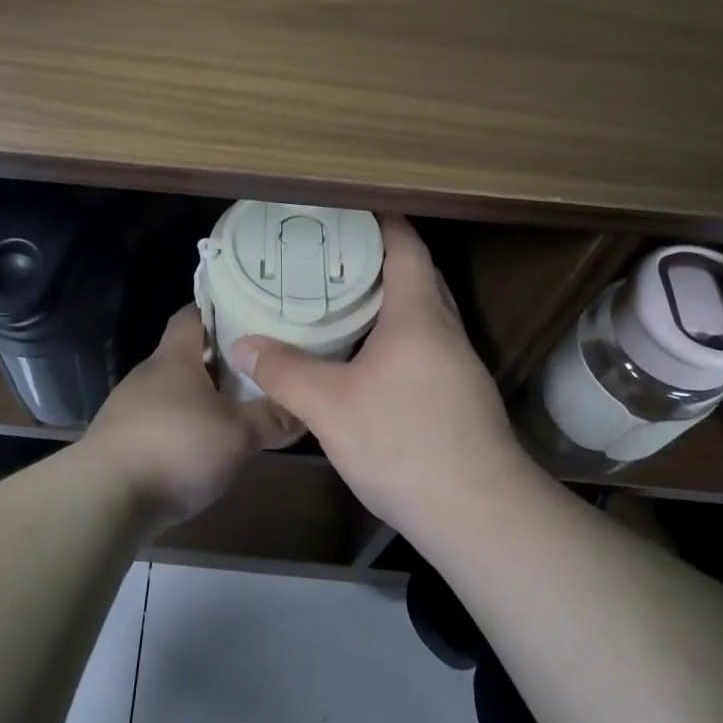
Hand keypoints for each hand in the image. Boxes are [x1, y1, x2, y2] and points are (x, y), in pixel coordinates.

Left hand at [82, 305, 293, 527]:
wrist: (105, 498)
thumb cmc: (176, 448)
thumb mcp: (238, 434)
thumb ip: (271, 418)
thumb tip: (302, 409)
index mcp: (174, 358)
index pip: (192, 315)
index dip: (218, 310)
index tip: (247, 314)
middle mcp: (148, 374)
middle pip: (185, 355)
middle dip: (218, 361)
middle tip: (256, 368)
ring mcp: (129, 407)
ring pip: (173, 391)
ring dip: (200, 398)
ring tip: (235, 410)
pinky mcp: (120, 441)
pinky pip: (159, 422)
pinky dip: (182, 428)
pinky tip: (202, 449)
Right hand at [229, 216, 531, 540]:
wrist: (479, 514)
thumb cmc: (405, 443)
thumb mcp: (330, 407)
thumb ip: (284, 372)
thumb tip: (242, 344)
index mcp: (417, 316)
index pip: (406, 248)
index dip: (383, 222)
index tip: (352, 208)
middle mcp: (444, 331)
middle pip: (419, 276)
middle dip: (382, 258)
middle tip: (335, 253)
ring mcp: (458, 365)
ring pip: (424, 314)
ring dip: (391, 299)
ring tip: (344, 299)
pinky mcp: (460, 396)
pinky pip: (426, 344)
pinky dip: (398, 334)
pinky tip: (369, 357)